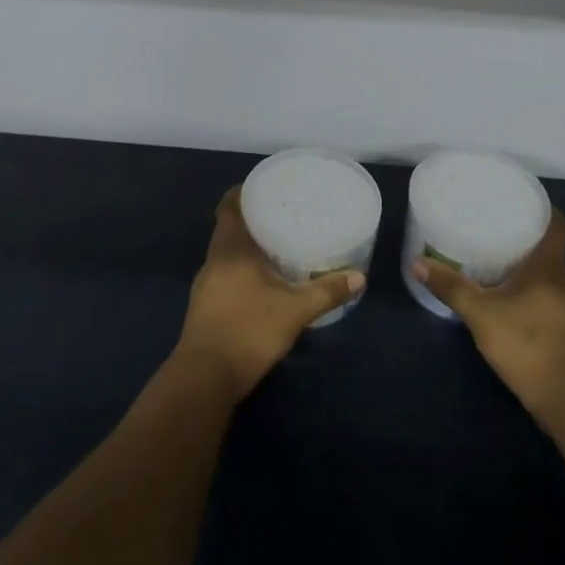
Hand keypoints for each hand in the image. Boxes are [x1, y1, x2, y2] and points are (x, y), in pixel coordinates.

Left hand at [174, 188, 365, 398]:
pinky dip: (243, 269)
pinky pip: (225, 274)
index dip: (243, 192)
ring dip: (248, 247)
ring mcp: (206, 284)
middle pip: (229, 228)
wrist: (205, 378)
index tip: (266, 187)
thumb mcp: (294, 310)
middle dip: (253, 219)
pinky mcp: (206, 306)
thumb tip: (360, 277)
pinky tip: (264, 281)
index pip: (229, 206)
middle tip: (283, 214)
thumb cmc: (248, 330)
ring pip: (227, 253)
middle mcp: (214, 260)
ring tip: (278, 244)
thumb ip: (326, 291)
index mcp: (229, 248)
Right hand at [411, 210, 564, 418]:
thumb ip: (451, 287)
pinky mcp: (563, 327)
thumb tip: (418, 262)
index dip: (543, 209)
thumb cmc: (527, 343)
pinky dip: (526, 288)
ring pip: (546, 272)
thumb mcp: (481, 313)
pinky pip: (544, 294)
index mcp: (549, 266)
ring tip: (493, 255)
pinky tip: (503, 294)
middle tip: (493, 226)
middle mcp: (563, 280)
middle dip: (525, 235)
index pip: (558, 225)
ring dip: (525, 264)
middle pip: (549, 247)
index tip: (518, 202)